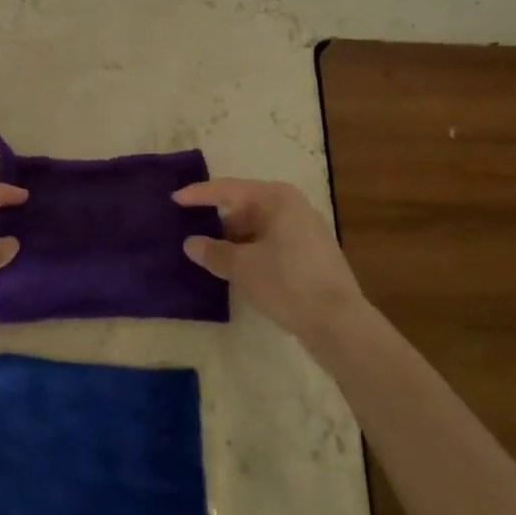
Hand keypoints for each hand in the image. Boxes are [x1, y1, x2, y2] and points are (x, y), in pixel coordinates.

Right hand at [175, 178, 365, 342]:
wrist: (341, 325)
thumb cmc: (288, 283)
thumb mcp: (243, 267)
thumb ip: (214, 252)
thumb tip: (191, 243)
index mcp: (278, 198)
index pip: (229, 189)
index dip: (200, 195)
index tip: (174, 200)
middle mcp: (294, 207)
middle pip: (245, 208)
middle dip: (219, 223)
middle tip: (193, 236)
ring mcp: (306, 232)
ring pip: (259, 229)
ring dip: (235, 242)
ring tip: (212, 258)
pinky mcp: (312, 257)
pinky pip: (272, 245)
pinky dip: (253, 253)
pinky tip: (239, 272)